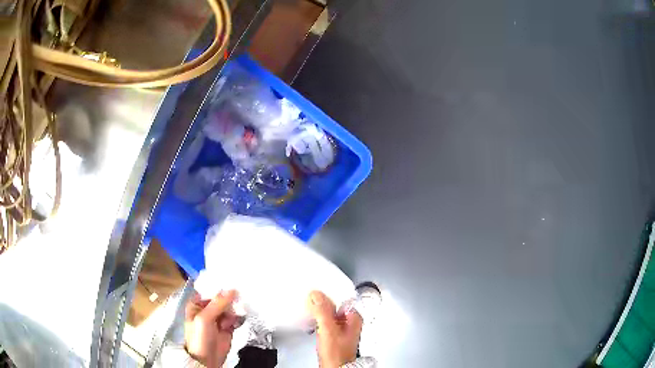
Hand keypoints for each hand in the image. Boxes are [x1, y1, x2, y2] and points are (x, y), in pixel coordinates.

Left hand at [185, 290, 239, 367]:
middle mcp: (208, 309)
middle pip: (222, 298)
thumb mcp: (205, 318)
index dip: (220, 286)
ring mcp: (218, 318)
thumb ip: (218, 303)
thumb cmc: (199, 338)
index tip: (232, 282)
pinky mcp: (228, 327)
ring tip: (229, 321)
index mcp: (197, 303)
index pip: (210, 290)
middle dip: (229, 300)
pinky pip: (235, 318)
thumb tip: (231, 289)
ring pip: (230, 307)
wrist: (207, 360)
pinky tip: (235, 324)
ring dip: (233, 311)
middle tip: (234, 304)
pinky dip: (238, 319)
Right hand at [308, 291, 362, 367]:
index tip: (317, 289)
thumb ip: (322, 312)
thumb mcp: (328, 329)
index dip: (328, 293)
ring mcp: (341, 328)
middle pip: (334, 305)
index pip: (342, 297)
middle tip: (310, 296)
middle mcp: (349, 322)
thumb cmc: (337, 354)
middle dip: (322, 301)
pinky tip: (311, 318)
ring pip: (329, 313)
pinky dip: (317, 318)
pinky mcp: (333, 334)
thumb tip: (316, 295)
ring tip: (309, 305)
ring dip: (319, 310)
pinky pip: (325, 321)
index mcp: (354, 318)